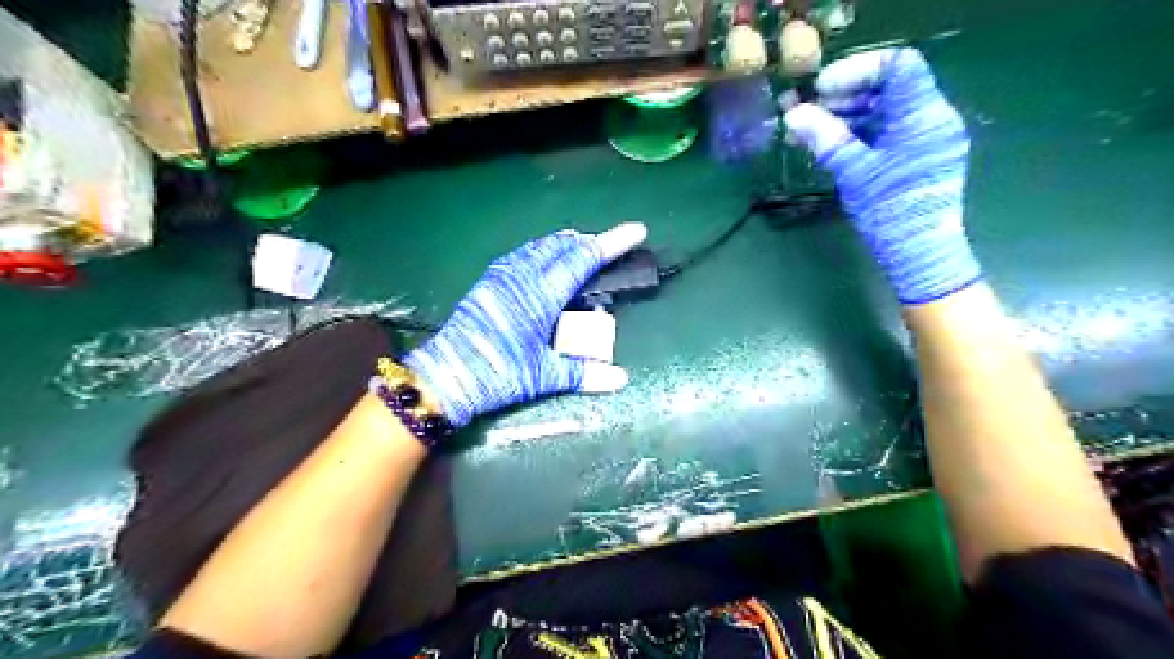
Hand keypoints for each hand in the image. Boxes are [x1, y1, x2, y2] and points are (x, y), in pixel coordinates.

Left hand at [401, 221, 639, 426]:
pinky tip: (542, 261)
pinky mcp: (487, 282)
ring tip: (579, 248)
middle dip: (589, 242)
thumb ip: (584, 374)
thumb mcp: (544, 376)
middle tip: (608, 247)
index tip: (635, 231)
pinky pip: (522, 255)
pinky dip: (541, 251)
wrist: (446, 375)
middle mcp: (522, 277)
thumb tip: (621, 379)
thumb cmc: (498, 373)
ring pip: (539, 247)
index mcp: (540, 295)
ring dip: (564, 244)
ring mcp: (501, 276)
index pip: (583, 259)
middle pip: (562, 246)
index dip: (612, 244)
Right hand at [788, 45, 983, 304]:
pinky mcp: (918, 156)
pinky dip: (859, 132)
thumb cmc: (891, 213)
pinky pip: (888, 131)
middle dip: (844, 95)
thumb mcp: (853, 173)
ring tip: (810, 130)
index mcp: (924, 116)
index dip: (857, 70)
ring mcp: (927, 138)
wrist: (920, 255)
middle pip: (889, 88)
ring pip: (885, 110)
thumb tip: (792, 114)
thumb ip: (825, 138)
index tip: (820, 89)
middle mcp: (932, 119)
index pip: (898, 66)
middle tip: (805, 112)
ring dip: (847, 115)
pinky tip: (830, 144)